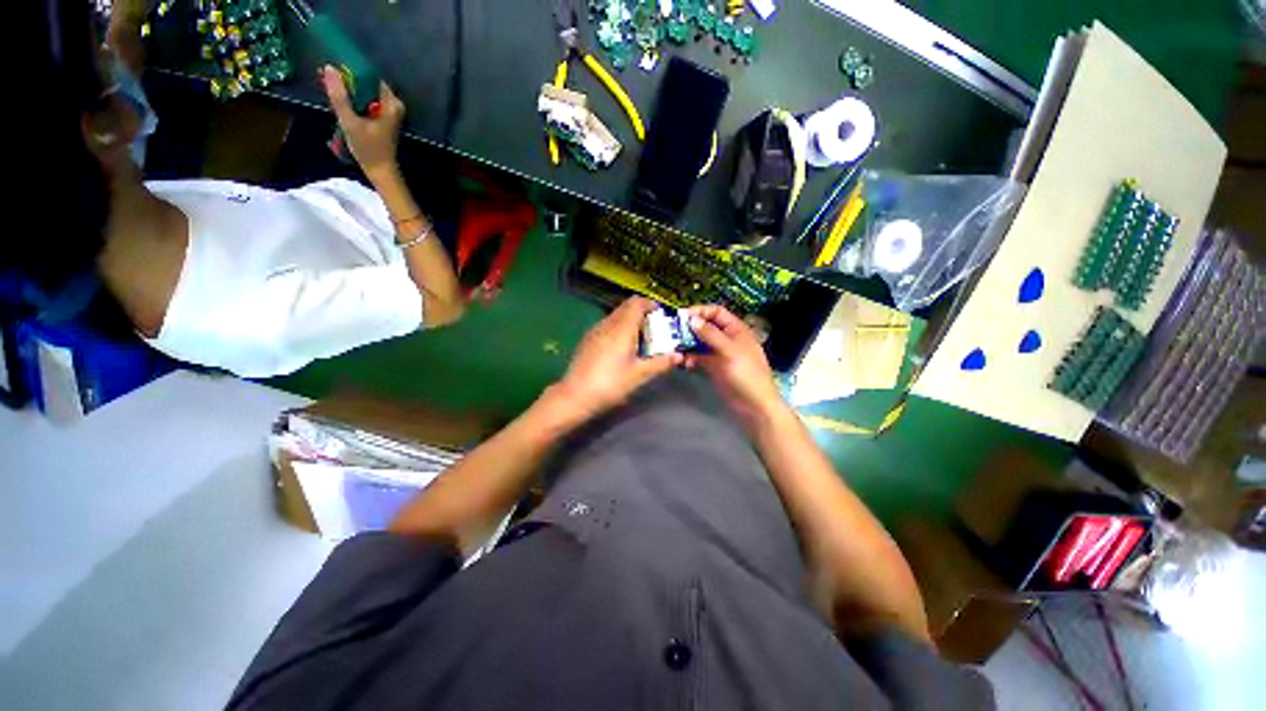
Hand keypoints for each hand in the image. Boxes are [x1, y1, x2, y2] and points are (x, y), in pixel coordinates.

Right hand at [320, 66, 403, 177]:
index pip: (369, 75)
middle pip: (366, 83)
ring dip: (348, 91)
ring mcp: (389, 111)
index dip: (349, 71)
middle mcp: (394, 104)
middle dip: (347, 81)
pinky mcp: (383, 117)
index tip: (330, 70)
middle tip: (326, 80)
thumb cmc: (368, 149)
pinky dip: (353, 100)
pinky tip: (341, 103)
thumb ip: (339, 96)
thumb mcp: (350, 122)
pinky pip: (366, 101)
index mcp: (391, 103)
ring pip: (364, 92)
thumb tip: (329, 68)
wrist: (380, 170)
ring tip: (330, 91)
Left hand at [550, 297, 680, 423]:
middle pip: (626, 307)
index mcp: (622, 328)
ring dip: (630, 321)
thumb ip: (660, 363)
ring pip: (616, 316)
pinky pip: (607, 325)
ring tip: (641, 340)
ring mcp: (595, 331)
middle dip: (642, 313)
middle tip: (654, 329)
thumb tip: (678, 356)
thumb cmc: (610, 384)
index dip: (650, 304)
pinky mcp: (588, 340)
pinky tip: (622, 348)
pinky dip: (619, 329)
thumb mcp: (639, 375)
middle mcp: (608, 324)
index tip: (661, 315)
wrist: (575, 395)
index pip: (636, 303)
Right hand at [684, 305, 786, 429]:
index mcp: (736, 330)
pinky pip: (699, 358)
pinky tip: (682, 362)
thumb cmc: (746, 374)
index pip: (717, 312)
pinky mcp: (714, 368)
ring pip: (700, 343)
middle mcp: (727, 339)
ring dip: (688, 343)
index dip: (700, 311)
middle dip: (690, 328)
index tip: (682, 316)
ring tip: (673, 346)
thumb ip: (710, 334)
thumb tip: (692, 319)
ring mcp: (720, 354)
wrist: (754, 405)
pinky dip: (690, 358)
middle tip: (672, 331)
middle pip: (706, 327)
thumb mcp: (729, 351)